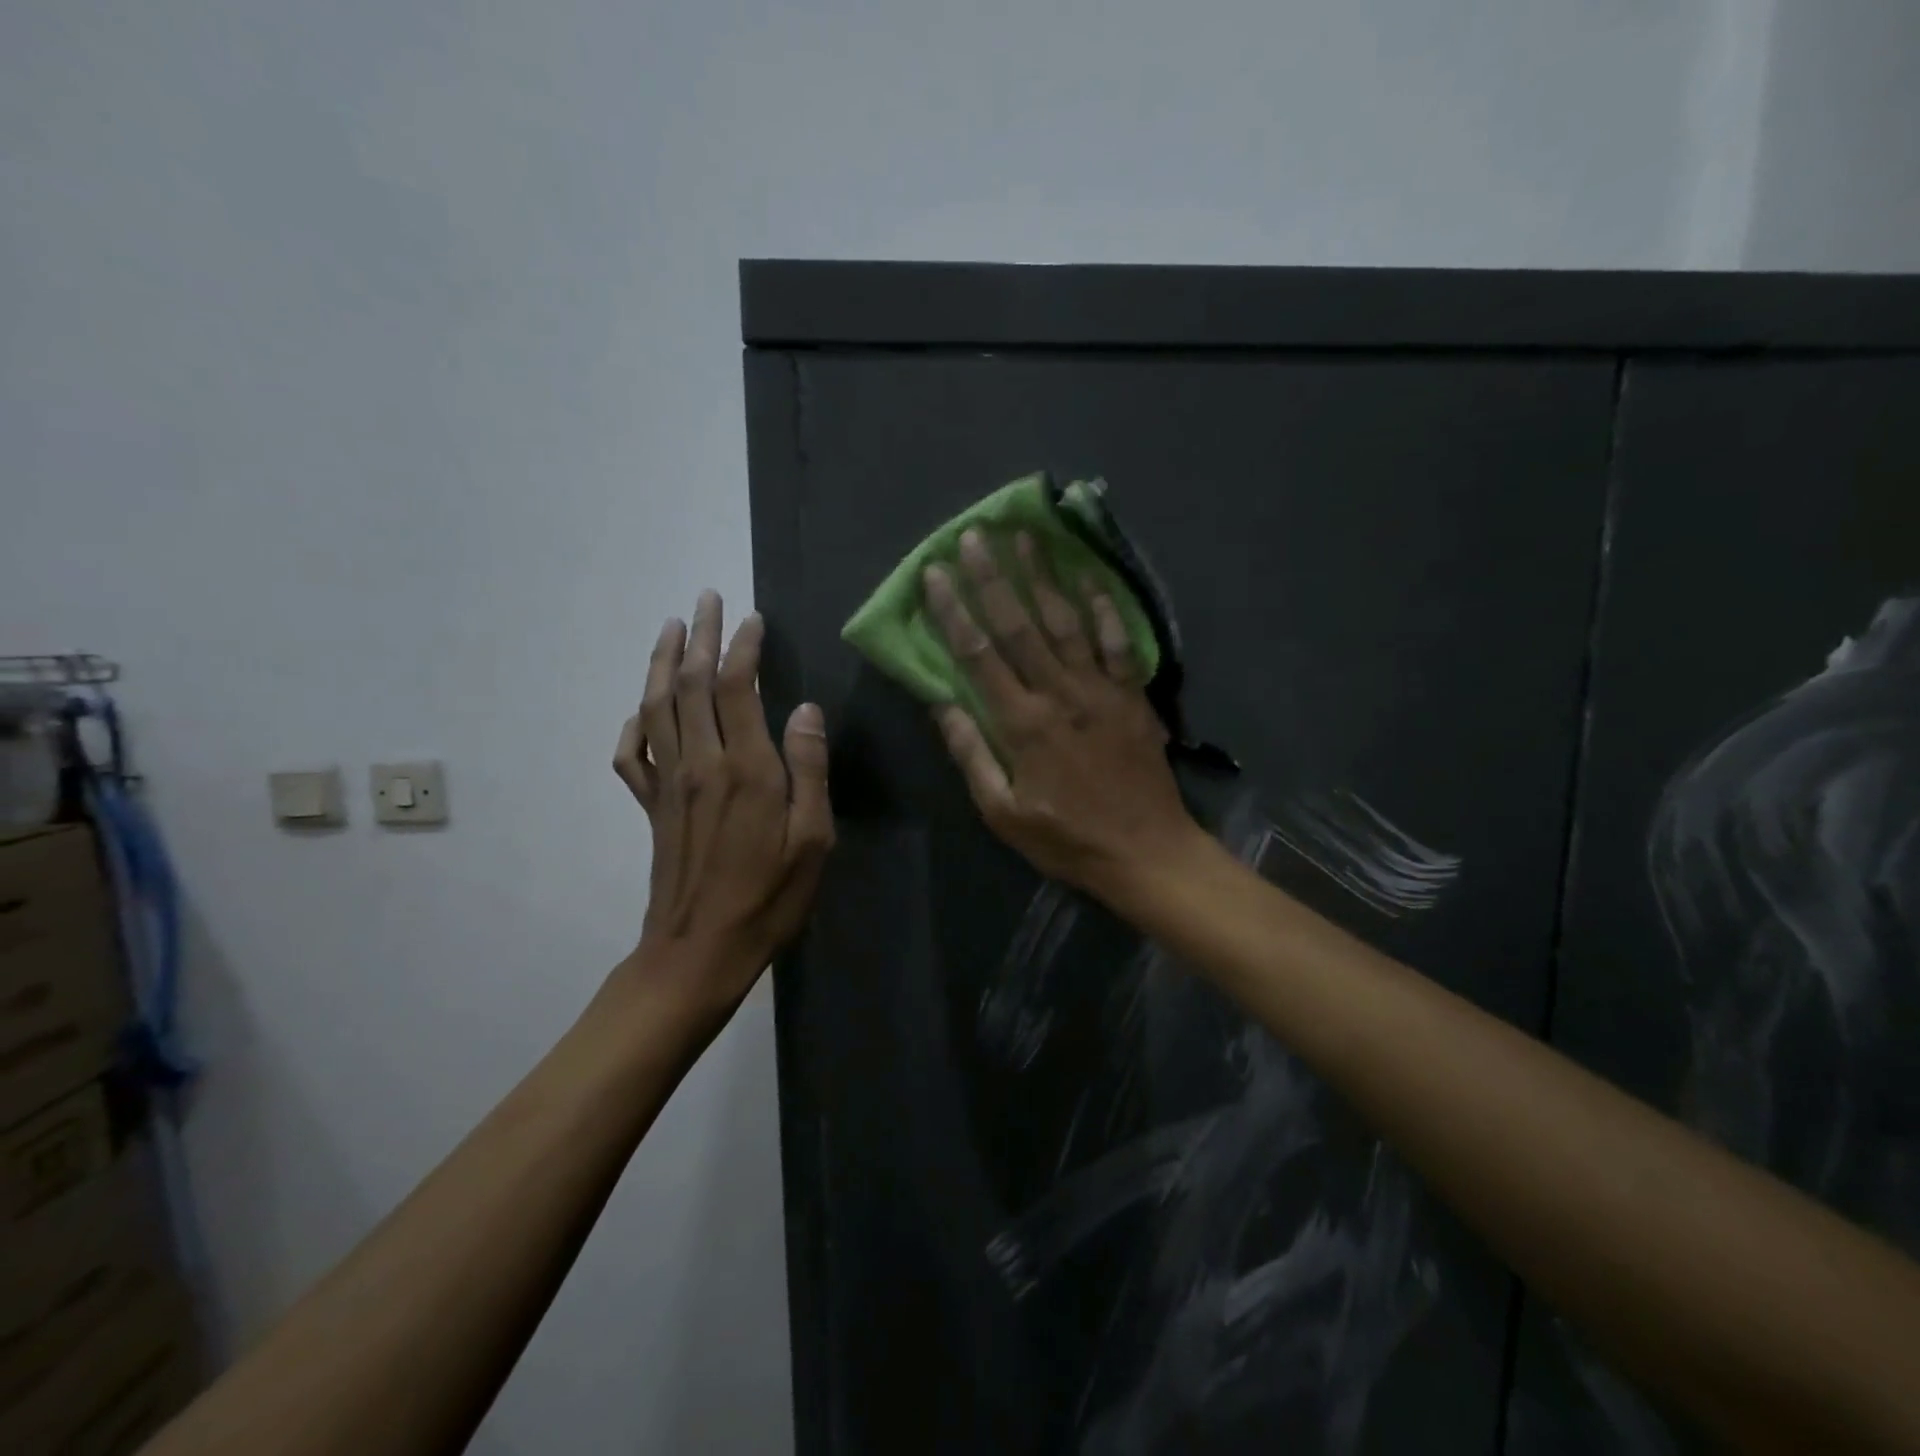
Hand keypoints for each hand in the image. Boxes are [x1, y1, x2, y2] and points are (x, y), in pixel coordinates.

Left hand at [613, 591, 833, 1009]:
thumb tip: (806, 709)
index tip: (753, 618)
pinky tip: (639, 711)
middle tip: (705, 599)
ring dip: (662, 663)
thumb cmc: (769, 898)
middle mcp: (700, 764)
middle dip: (700, 637)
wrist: (698, 952)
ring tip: (670, 628)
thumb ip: (810, 769)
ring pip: (656, 707)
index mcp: (745, 769)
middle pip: (692, 685)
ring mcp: (668, 785)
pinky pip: (631, 756)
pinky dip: (632, 725)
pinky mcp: (650, 808)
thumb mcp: (813, 839)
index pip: (739, 688)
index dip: (744, 648)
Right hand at [923, 529, 1200, 899]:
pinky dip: (1104, 607)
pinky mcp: (1132, 695)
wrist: (1146, 852)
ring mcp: (1101, 689)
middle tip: (975, 535)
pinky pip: (1118, 641)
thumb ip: (972, 755)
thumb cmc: (1067, 838)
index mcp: (1022, 724)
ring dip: (1044, 577)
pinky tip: (1089, 576)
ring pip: (1067, 622)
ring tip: (1026, 537)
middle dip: (993, 578)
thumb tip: (941, 703)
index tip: (936, 574)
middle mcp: (1060, 694)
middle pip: (1020, 626)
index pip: (979, 656)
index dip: (954, 612)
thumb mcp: (1003, 813)